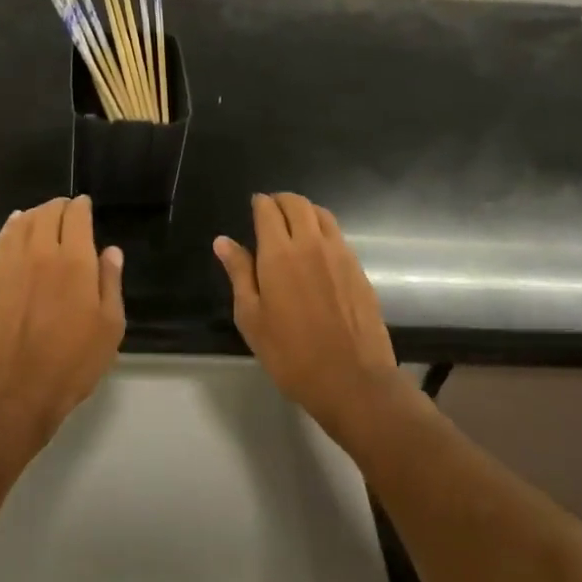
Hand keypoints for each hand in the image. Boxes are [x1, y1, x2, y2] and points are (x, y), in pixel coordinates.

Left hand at [0, 195, 124, 460]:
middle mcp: (42, 252)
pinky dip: (13, 225)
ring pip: (23, 221)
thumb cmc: (71, 364)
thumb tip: (111, 251)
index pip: (76, 216)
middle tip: (68, 211)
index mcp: (75, 261)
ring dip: (37, 212)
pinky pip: (2, 238)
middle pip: (48, 212)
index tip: (86, 206)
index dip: (82, 206)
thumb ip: (110, 283)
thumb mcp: (109, 328)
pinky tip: (17, 225)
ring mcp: (11, 263)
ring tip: (45, 216)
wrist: (13, 392)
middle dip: (60, 206)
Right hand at [215, 193, 405, 441]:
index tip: (253, 207)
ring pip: (322, 214)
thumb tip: (223, 241)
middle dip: (281, 201)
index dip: (259, 203)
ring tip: (294, 226)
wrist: (353, 381)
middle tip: (270, 213)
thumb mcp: (251, 318)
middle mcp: (311, 244)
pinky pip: (338, 236)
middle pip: (297, 203)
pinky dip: (323, 230)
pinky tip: (317, 251)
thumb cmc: (291, 354)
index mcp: (279, 253)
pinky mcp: (359, 270)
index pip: (268, 209)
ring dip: (305, 211)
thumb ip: (238, 273)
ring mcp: (340, 254)